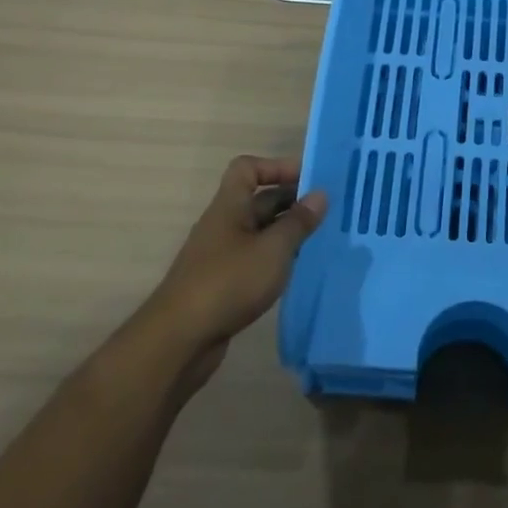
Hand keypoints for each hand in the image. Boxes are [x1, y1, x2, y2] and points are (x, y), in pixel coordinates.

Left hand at [146, 157, 327, 388]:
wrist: (179, 340)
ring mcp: (221, 255)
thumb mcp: (272, 249)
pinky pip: (255, 258)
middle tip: (328, 211)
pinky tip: (297, 270)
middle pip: (258, 199)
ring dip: (287, 232)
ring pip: (259, 231)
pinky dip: (276, 258)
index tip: (309, 181)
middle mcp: (223, 224)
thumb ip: (298, 222)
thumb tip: (320, 195)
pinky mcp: (223, 283)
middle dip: (292, 201)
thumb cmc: (228, 283)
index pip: (248, 168)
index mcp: (229, 206)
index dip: (277, 167)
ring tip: (321, 239)